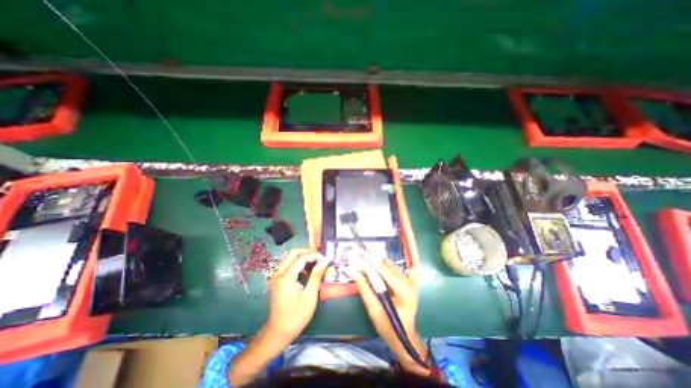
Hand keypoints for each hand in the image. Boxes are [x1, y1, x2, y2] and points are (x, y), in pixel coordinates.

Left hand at [229, 250, 328, 385]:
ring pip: (288, 257)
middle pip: (293, 253)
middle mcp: (278, 274)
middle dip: (307, 252)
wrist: (278, 332)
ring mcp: (275, 276)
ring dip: (302, 256)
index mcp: (285, 278)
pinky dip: (297, 263)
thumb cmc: (296, 316)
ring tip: (314, 263)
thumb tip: (324, 261)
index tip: (325, 258)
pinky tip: (305, 271)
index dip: (314, 255)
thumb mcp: (310, 296)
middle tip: (319, 258)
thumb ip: (316, 275)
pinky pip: (286, 264)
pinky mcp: (276, 279)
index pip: (301, 258)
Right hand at [348, 249, 429, 375]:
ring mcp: (409, 282)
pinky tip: (372, 265)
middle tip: (358, 255)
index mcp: (404, 291)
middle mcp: (408, 283)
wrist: (404, 338)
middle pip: (387, 267)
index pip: (385, 271)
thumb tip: (354, 272)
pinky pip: (391, 271)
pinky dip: (381, 267)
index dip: (371, 261)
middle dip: (371, 261)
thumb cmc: (388, 327)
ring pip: (389, 267)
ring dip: (375, 263)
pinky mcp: (406, 282)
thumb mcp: (374, 309)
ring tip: (363, 259)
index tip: (361, 252)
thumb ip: (364, 288)